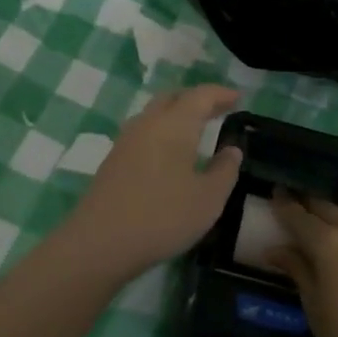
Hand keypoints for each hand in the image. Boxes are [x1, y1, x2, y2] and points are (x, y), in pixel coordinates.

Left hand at [62, 87, 244, 283]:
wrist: (99, 243)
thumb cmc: (163, 216)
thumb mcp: (208, 199)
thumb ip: (225, 170)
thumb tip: (232, 149)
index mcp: (174, 124)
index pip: (200, 96)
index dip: (220, 94)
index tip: (238, 97)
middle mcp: (148, 123)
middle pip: (173, 98)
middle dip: (196, 100)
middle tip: (217, 110)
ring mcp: (125, 141)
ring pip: (154, 114)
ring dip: (176, 115)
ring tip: (195, 130)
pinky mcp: (113, 160)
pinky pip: (143, 133)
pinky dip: (162, 132)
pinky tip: (169, 153)